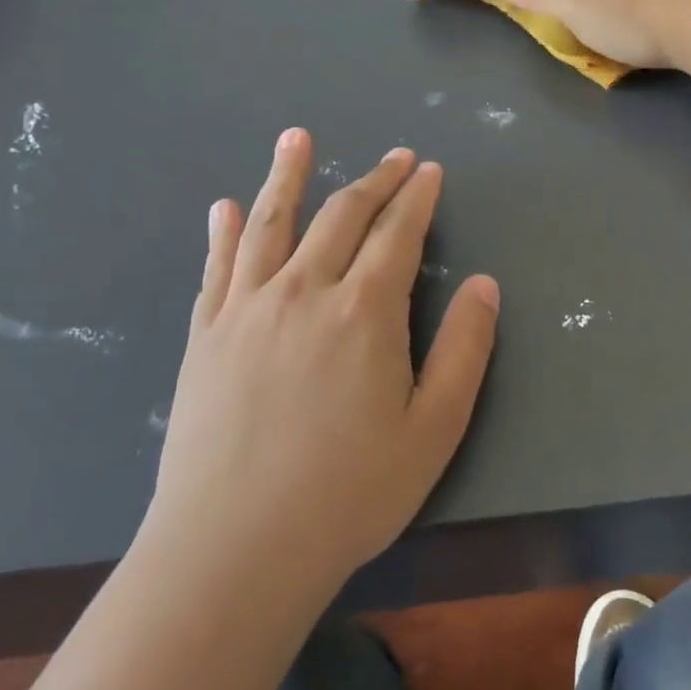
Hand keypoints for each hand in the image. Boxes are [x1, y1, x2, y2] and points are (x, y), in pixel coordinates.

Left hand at [149, 129, 499, 585]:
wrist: (233, 551)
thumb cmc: (348, 494)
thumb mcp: (433, 429)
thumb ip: (463, 350)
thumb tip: (485, 284)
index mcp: (364, 311)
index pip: (398, 234)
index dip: (417, 198)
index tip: (429, 170)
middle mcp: (304, 291)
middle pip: (342, 216)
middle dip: (375, 181)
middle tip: (395, 157)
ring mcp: (247, 309)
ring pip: (270, 224)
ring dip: (287, 176)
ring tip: (296, 138)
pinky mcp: (204, 335)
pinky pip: (216, 268)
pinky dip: (221, 232)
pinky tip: (222, 207)